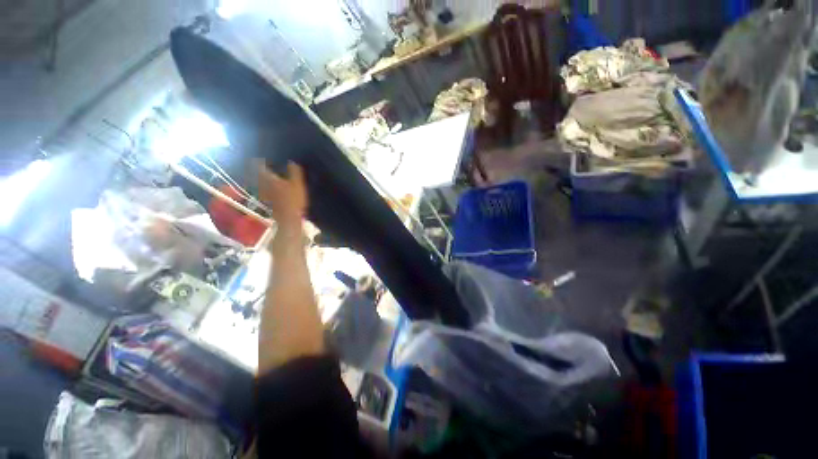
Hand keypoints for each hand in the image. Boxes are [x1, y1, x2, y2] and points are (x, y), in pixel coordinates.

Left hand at [256, 160, 307, 227]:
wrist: (288, 218)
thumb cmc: (293, 199)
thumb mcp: (298, 183)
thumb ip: (294, 172)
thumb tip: (292, 161)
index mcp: (269, 178)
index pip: (260, 166)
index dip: (260, 161)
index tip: (263, 158)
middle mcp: (263, 184)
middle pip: (256, 174)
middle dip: (259, 170)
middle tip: (263, 166)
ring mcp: (263, 194)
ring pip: (259, 183)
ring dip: (261, 179)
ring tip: (267, 177)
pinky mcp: (267, 202)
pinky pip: (263, 191)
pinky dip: (265, 188)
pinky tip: (270, 189)